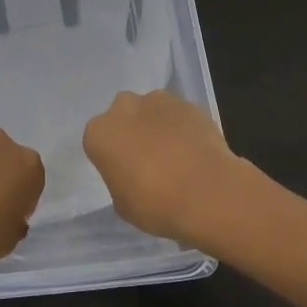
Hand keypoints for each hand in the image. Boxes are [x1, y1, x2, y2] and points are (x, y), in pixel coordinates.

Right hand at [83, 90, 243, 245]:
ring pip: (151, 110)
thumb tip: (132, 173)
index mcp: (99, 133)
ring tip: (175, 155)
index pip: (98, 141)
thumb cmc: (156, 205)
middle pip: (123, 115)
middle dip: (132, 131)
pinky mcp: (189, 104)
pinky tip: (195, 152)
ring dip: (157, 126)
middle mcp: (124, 108)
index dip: (111, 157)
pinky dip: (183, 128)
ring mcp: (159, 101)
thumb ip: (120, 180)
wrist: (207, 192)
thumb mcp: (123, 204)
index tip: (124, 173)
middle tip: (147, 159)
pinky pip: (179, 115)